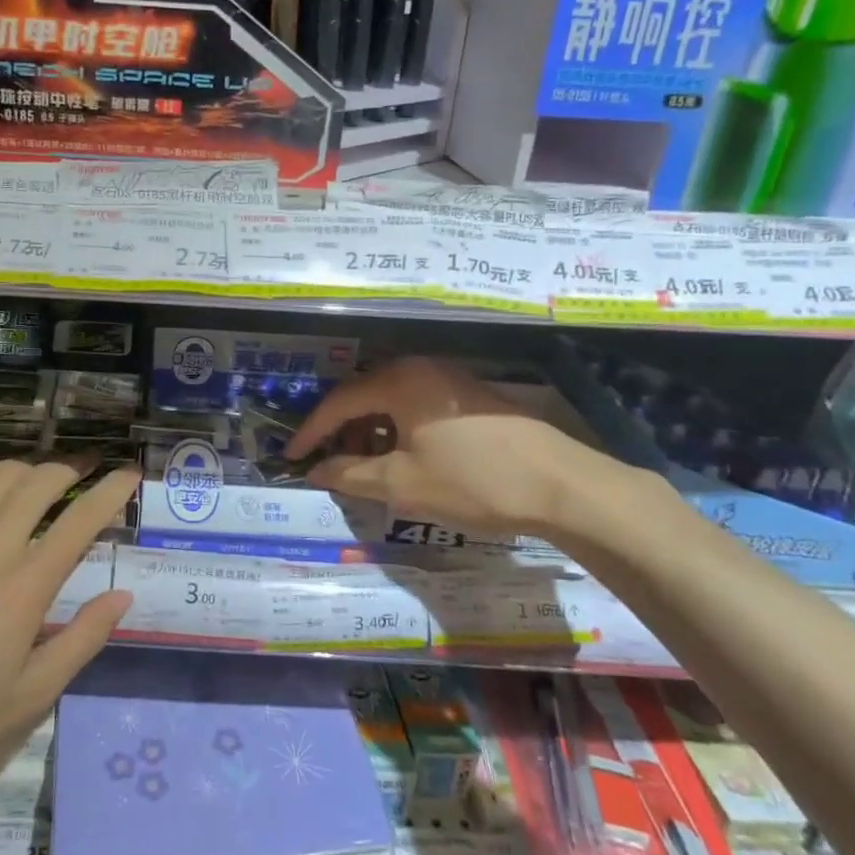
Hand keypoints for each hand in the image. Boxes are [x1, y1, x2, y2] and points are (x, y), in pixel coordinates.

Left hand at [0, 460, 135, 801]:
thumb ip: (83, 639)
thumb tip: (123, 596)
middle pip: (41, 482)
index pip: (81, 519)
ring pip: (0, 476)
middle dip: (73, 469)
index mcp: (26, 585)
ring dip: (30, 469)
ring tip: (43, 479)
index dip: (112, 491)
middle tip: (87, 473)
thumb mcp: (32, 693)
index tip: (130, 475)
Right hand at [286, 356, 620, 536]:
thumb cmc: (473, 481)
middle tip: (330, 465)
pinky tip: (406, 461)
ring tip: (368, 469)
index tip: (292, 458)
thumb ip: (351, 475)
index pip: (338, 402)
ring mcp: (449, 380)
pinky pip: (417, 407)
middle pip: (364, 396)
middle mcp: (420, 369)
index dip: (311, 432)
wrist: (562, 485)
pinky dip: (399, 431)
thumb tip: (316, 471)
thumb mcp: (403, 484)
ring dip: (372, 433)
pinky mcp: (470, 397)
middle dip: (342, 432)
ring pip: (392, 402)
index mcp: (398, 382)